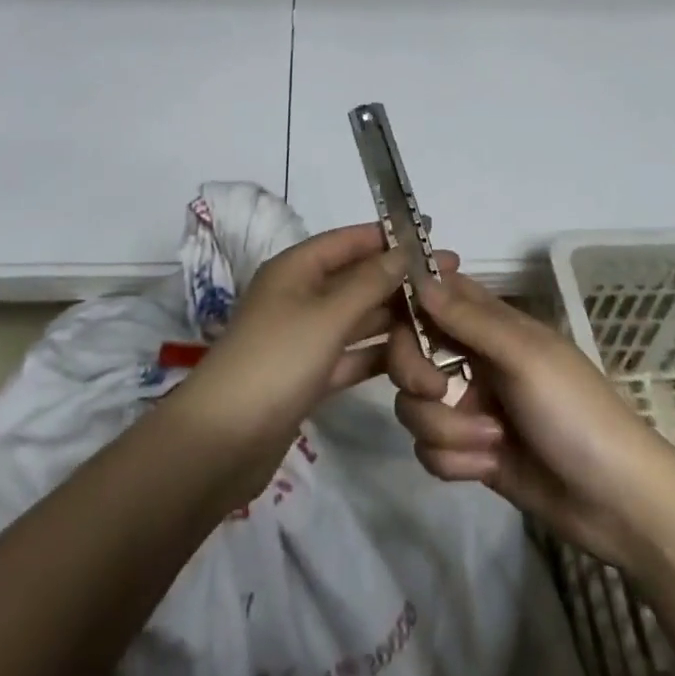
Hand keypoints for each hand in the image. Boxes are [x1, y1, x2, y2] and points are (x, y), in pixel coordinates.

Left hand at [173, 224, 457, 493]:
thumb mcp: (327, 315)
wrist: (224, 440)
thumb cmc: (277, 360)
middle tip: (450, 280)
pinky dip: (379, 354)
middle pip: (356, 278)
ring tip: (442, 318)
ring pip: (357, 318)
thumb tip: (403, 251)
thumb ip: (369, 282)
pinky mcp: (309, 374)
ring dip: (394, 318)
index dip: (388, 236)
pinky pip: (352, 354)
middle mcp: (300, 295)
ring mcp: (304, 337)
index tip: (431, 234)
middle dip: (399, 278)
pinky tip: (417, 358)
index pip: (349, 240)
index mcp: (296, 269)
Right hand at [387, 267, 674, 571]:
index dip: (409, 303)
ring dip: (445, 429)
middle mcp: (473, 360)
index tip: (391, 319)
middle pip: (409, 352)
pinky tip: (489, 467)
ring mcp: (469, 408)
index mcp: (490, 326)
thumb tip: (420, 280)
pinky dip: (455, 461)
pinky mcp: (468, 453)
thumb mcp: (525, 357)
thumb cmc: (575, 413)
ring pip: (414, 405)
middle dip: (415, 375)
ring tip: (491, 443)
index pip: (433, 296)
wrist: (616, 503)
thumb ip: (469, 319)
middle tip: (440, 390)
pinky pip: (429, 450)